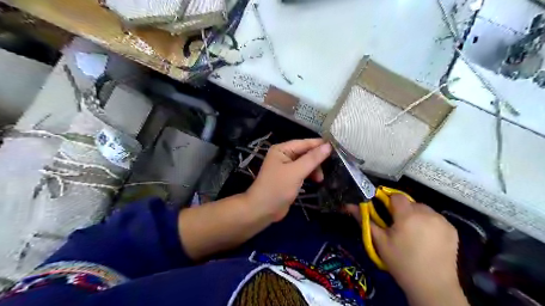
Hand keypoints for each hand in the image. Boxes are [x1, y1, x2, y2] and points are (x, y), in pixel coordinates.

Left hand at [246, 138, 331, 222]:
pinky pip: (303, 172)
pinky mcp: (289, 178)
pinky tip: (317, 181)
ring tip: (321, 179)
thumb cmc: (277, 188)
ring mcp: (286, 167)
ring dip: (315, 169)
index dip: (320, 145)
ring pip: (306, 163)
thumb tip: (328, 146)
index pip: (305, 143)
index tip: (338, 147)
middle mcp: (284, 155)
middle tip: (331, 167)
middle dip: (317, 159)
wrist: (262, 210)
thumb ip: (312, 158)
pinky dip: (310, 175)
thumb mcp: (296, 172)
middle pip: (306, 152)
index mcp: (282, 149)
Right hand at [344, 195, 463, 304]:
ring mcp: (442, 221)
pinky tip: (427, 238)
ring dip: (416, 215)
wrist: (433, 287)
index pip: (396, 196)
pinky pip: (436, 218)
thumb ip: (365, 220)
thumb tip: (349, 205)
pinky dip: (429, 222)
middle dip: (402, 210)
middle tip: (398, 227)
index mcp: (407, 215)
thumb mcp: (379, 241)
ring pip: (423, 209)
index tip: (386, 214)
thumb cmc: (401, 263)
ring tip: (413, 234)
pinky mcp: (453, 229)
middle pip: (410, 202)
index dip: (389, 202)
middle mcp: (427, 213)